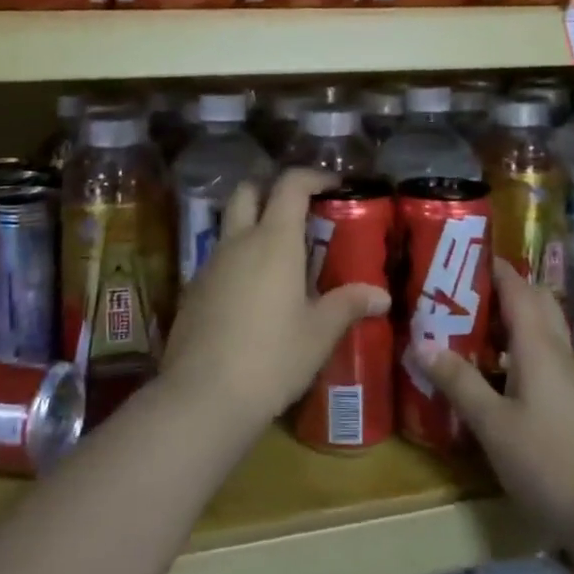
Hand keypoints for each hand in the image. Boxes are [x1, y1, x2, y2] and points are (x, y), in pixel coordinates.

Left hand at [161, 168, 389, 429]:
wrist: (203, 396)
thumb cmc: (272, 357)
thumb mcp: (319, 333)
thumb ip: (348, 305)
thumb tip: (381, 295)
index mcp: (273, 241)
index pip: (290, 185)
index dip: (312, 177)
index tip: (333, 185)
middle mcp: (238, 242)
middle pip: (248, 192)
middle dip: (271, 191)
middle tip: (298, 212)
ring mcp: (210, 264)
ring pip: (230, 225)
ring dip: (252, 225)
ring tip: (280, 257)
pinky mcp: (193, 290)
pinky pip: (218, 259)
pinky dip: (237, 259)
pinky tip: (253, 293)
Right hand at [416, 259, 573, 546]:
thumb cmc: (551, 463)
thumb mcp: (494, 424)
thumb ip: (459, 382)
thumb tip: (421, 343)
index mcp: (537, 344)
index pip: (516, 286)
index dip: (490, 265)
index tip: (455, 253)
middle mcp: (554, 352)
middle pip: (532, 302)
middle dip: (497, 288)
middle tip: (456, 291)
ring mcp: (564, 379)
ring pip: (535, 331)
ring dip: (503, 320)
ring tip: (461, 325)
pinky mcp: (566, 403)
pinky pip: (536, 358)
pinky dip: (510, 352)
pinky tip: (484, 373)